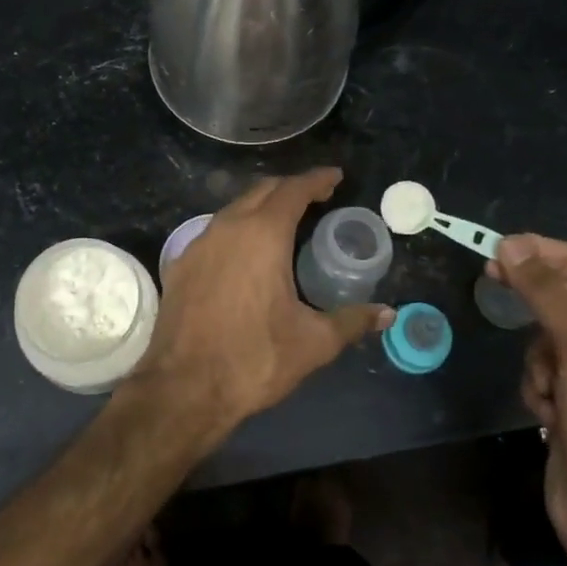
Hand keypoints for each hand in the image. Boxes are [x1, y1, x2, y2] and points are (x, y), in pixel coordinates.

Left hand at [133, 169, 393, 438]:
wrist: (182, 388)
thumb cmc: (254, 359)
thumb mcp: (313, 343)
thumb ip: (352, 322)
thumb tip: (387, 314)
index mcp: (262, 234)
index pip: (293, 190)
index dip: (317, 180)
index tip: (335, 177)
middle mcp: (227, 227)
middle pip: (262, 190)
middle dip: (290, 188)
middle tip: (316, 198)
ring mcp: (198, 243)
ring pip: (234, 209)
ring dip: (261, 206)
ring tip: (284, 222)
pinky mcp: (180, 264)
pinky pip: (215, 231)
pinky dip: (237, 229)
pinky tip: (246, 253)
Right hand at [491, 235, 566, 559]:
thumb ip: (546, 294)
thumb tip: (510, 245)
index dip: (557, 255)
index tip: (510, 242)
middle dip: (541, 306)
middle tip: (491, 271)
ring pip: (551, 337)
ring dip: (541, 360)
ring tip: (551, 390)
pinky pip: (544, 369)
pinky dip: (539, 385)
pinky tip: (549, 413)